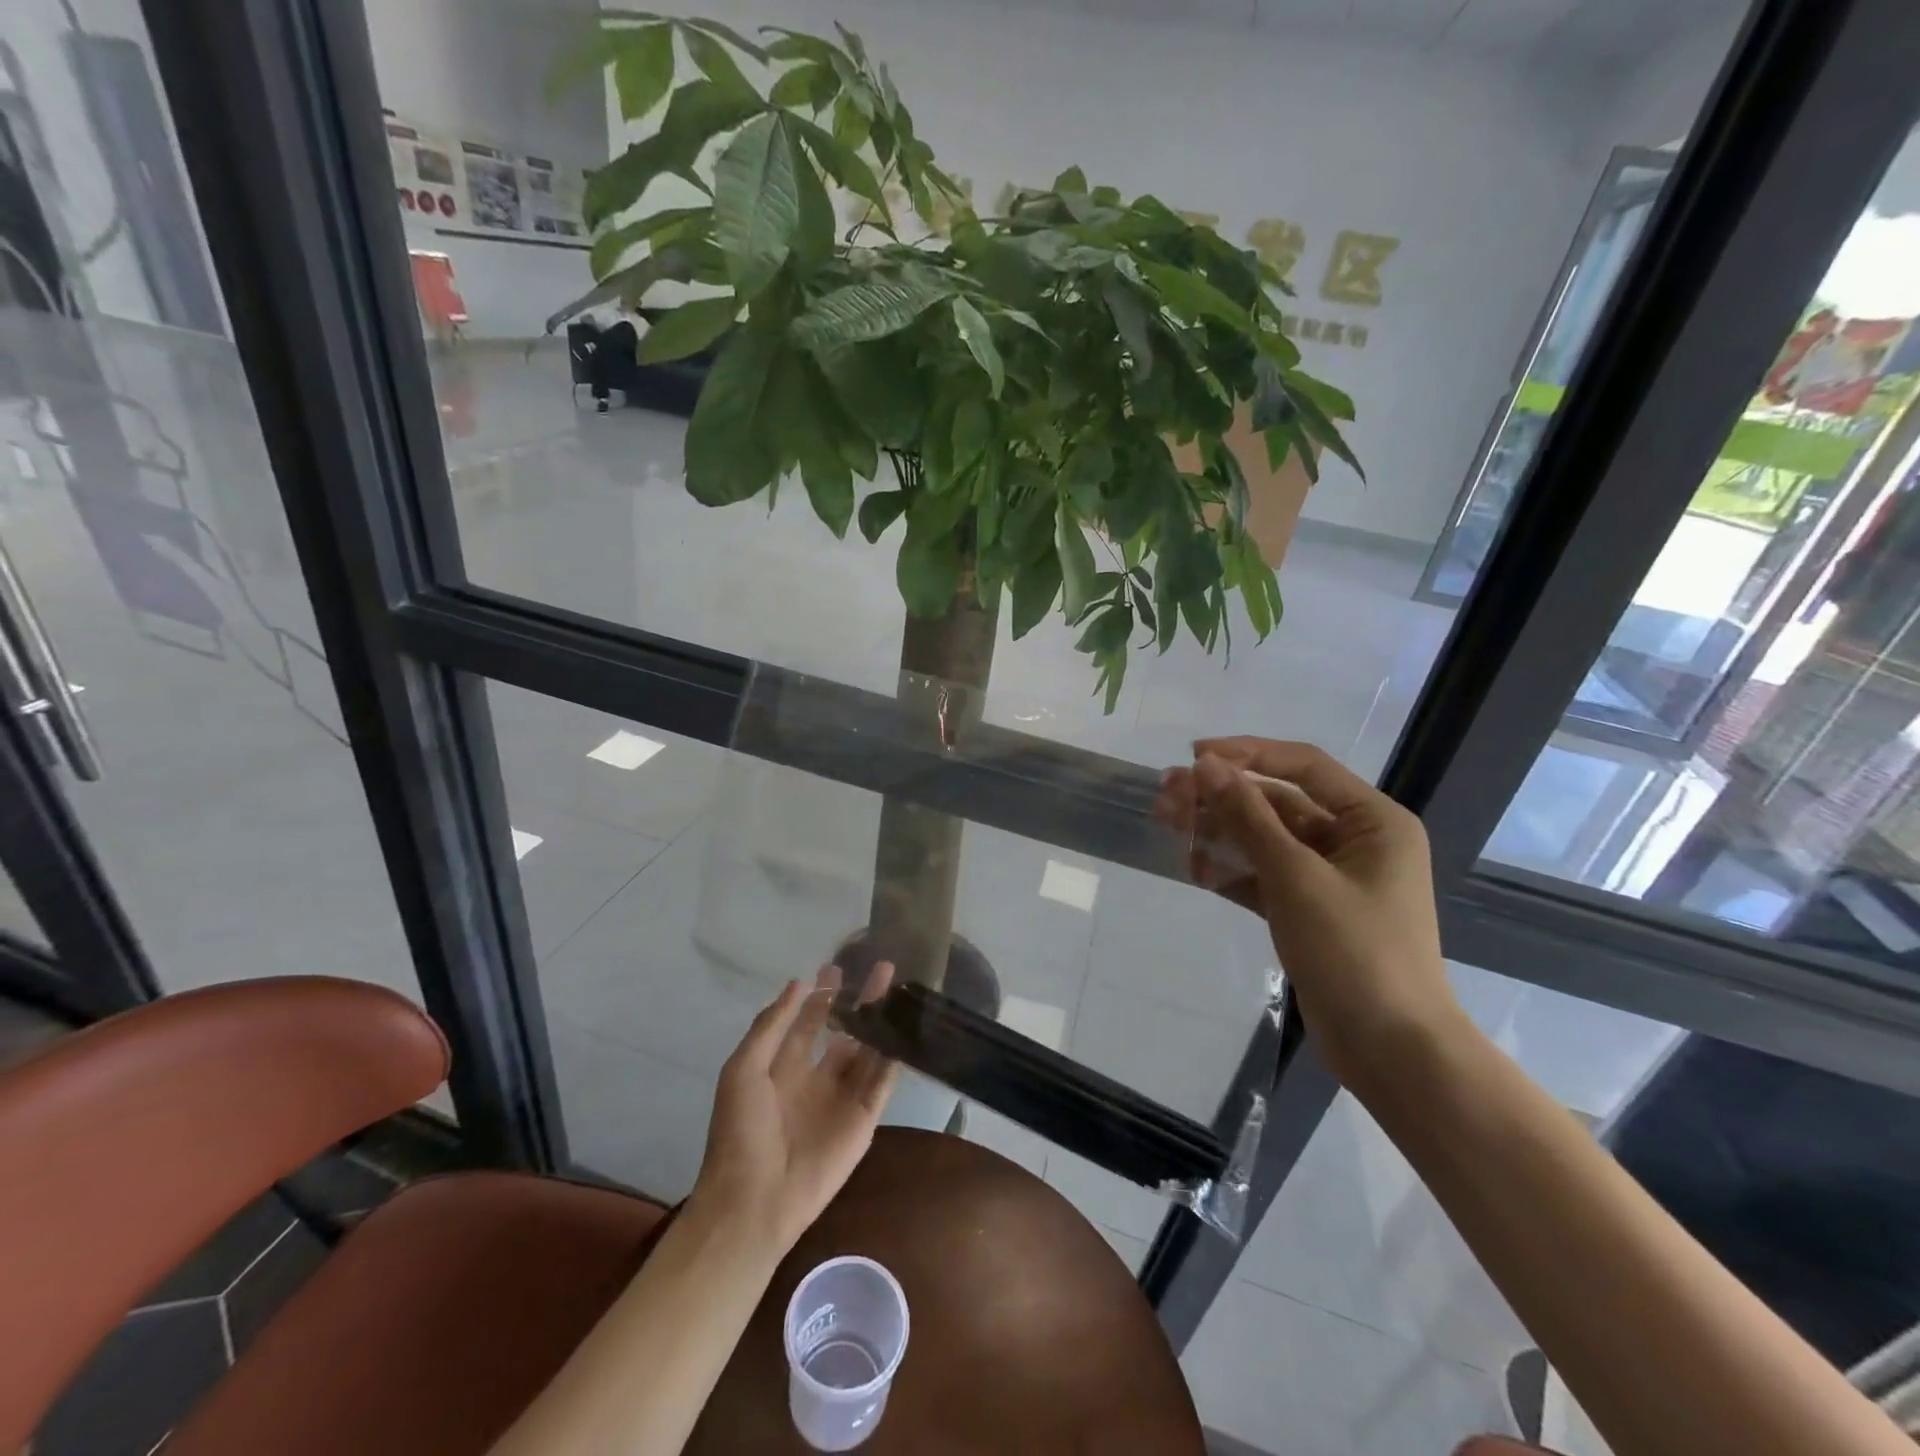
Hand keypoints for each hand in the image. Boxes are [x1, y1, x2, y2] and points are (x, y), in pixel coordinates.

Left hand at [692, 962, 899, 1252]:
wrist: (753, 1201)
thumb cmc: (741, 1131)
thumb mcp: (744, 1068)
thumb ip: (773, 1025)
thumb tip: (799, 982)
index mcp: (783, 1067)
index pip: (808, 1022)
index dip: (822, 995)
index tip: (839, 966)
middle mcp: (816, 1078)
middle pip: (845, 1031)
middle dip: (860, 1001)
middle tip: (882, 969)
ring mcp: (842, 1099)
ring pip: (868, 1051)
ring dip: (882, 1022)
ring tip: (899, 990)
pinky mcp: (864, 1120)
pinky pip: (882, 1082)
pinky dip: (895, 1056)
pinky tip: (906, 1030)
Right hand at [1157, 738, 1460, 1086]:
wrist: (1391, 1050)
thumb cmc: (1354, 950)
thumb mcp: (1295, 876)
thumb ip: (1248, 816)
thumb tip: (1207, 765)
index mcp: (1373, 820)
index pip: (1303, 766)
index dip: (1247, 753)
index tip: (1194, 756)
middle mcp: (1356, 841)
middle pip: (1278, 803)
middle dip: (1223, 797)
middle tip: (1167, 794)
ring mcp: (1332, 878)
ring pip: (1266, 840)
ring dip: (1220, 832)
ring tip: (1168, 825)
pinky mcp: (1311, 911)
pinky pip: (1265, 876)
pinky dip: (1232, 871)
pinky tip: (1194, 869)